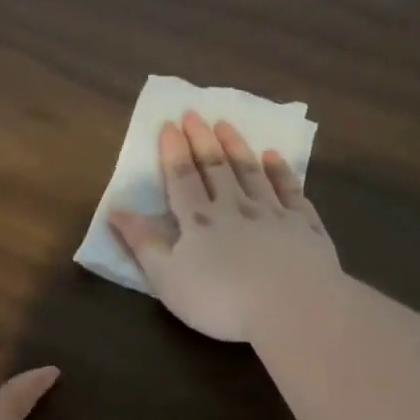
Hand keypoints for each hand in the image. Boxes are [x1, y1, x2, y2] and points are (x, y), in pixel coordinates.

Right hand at [108, 112, 340, 341]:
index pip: (182, 178)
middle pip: (216, 168)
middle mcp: (235, 207)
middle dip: (203, 140)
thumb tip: (115, 209)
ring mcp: (273, 213)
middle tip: (195, 114)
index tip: (169, 124)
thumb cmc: (221, 300)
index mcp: (199, 221)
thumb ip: (143, 243)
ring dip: (237, 147)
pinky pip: (290, 190)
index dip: (173, 152)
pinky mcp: (304, 225)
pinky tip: (274, 157)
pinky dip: (280, 171)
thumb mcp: (168, 279)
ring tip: (226, 125)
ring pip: (251, 172)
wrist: (292, 306)